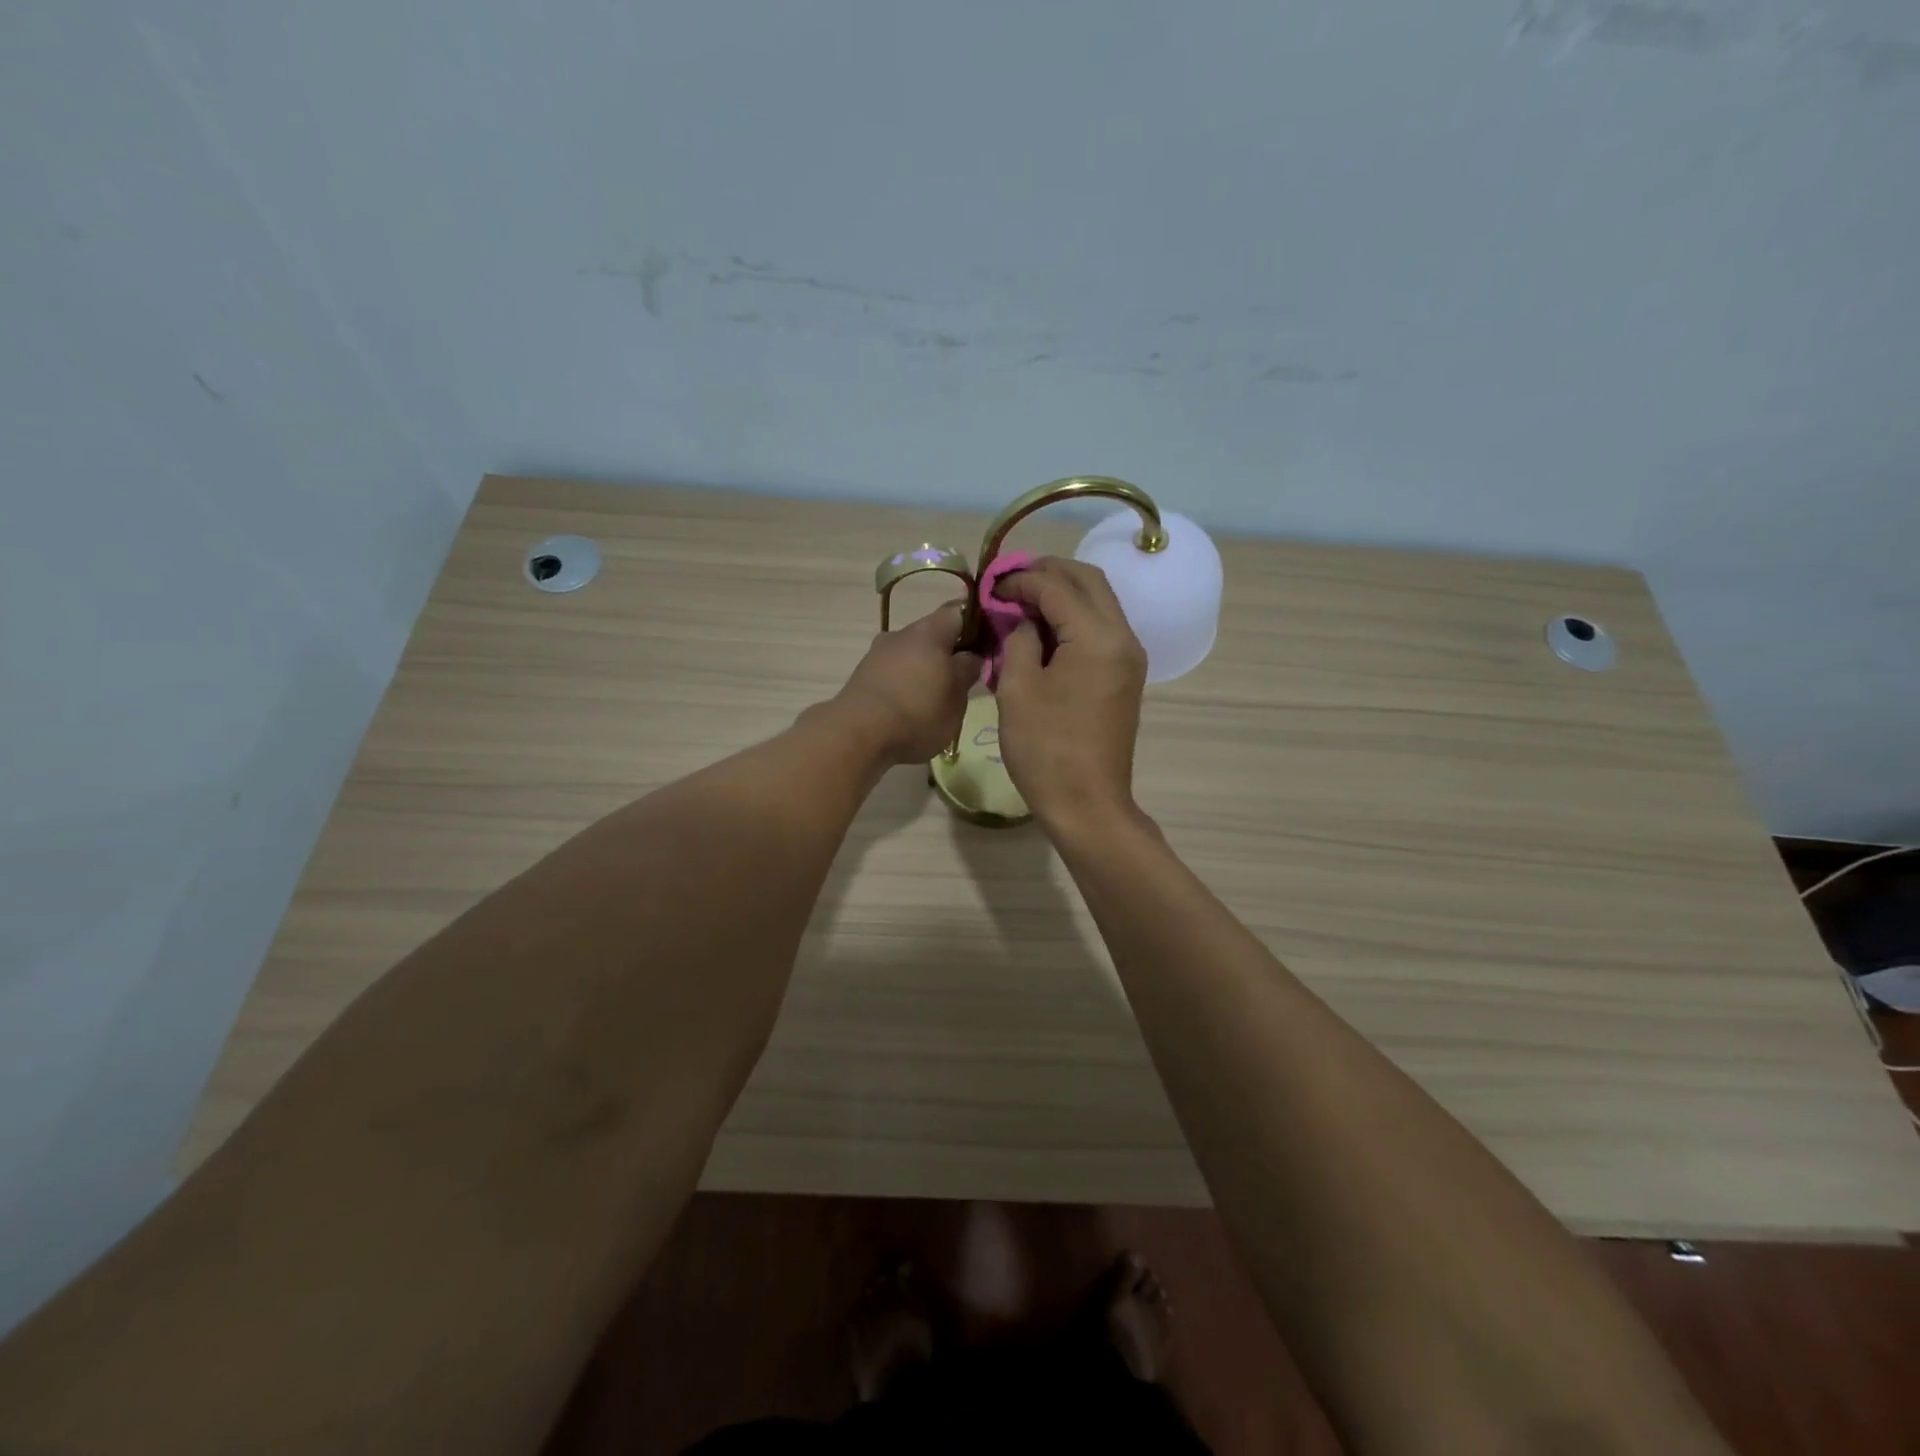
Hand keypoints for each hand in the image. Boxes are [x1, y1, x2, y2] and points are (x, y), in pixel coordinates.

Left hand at [832, 601, 980, 764]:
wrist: (857, 734)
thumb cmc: (917, 712)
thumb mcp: (956, 697)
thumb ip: (968, 671)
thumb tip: (972, 655)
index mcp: (930, 631)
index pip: (960, 611)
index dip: (978, 624)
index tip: (989, 644)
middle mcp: (901, 633)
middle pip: (934, 633)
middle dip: (950, 651)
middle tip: (965, 678)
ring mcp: (878, 653)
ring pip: (912, 653)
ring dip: (926, 669)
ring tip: (937, 697)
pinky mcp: (863, 675)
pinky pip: (894, 671)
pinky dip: (906, 683)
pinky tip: (912, 707)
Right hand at [992, 558, 1148, 830]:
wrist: (1087, 804)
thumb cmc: (1045, 749)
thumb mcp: (1017, 689)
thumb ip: (1018, 639)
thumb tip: (1023, 619)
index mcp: (1097, 637)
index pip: (1057, 587)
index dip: (1021, 580)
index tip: (990, 586)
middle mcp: (1123, 637)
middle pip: (1090, 582)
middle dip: (1049, 572)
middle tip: (1011, 580)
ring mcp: (1129, 657)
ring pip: (1100, 602)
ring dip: (1064, 592)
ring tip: (1023, 599)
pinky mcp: (1126, 675)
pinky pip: (1102, 628)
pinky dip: (1075, 617)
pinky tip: (1044, 628)